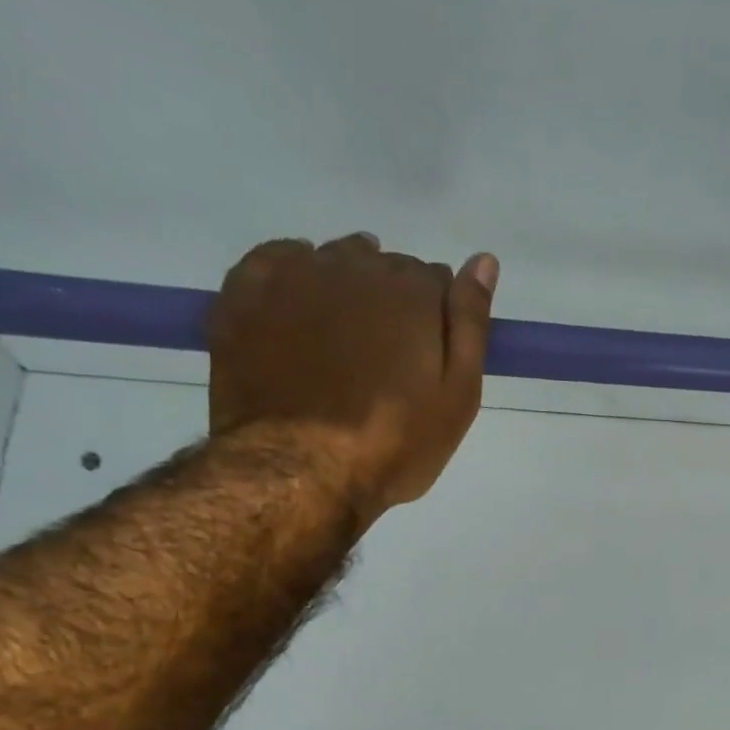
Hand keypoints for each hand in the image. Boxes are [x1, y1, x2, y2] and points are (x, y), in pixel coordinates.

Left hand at [208, 235, 499, 523]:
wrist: (302, 469)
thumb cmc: (396, 442)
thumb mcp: (457, 396)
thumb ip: (470, 324)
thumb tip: (484, 261)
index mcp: (410, 292)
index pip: (434, 277)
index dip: (437, 312)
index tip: (432, 350)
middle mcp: (353, 268)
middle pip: (383, 264)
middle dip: (393, 297)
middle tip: (390, 353)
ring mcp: (294, 277)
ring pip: (331, 259)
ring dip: (346, 284)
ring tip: (348, 334)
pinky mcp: (245, 295)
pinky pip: (274, 260)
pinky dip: (293, 271)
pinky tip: (301, 301)